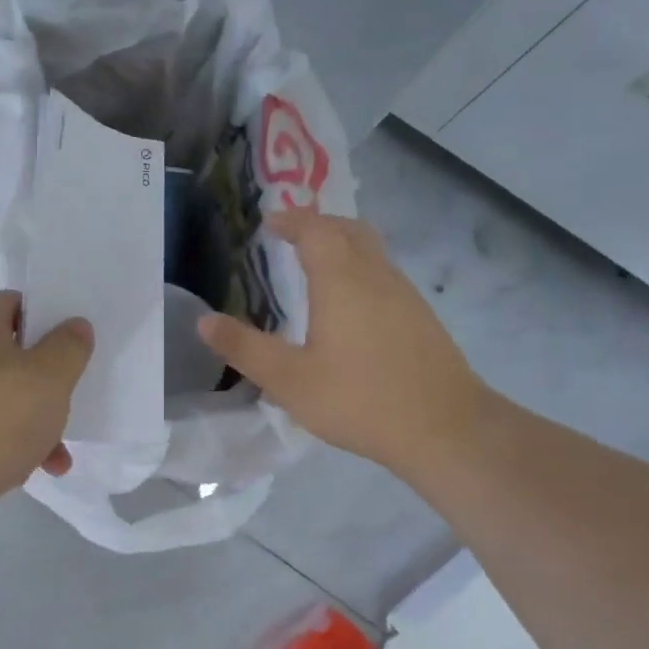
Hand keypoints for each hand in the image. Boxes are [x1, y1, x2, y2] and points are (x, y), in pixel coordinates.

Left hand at [0, 290, 93, 501]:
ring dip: (31, 423)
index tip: (72, 347)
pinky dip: (6, 445)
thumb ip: (69, 346)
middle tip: (67, 403)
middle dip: (43, 384)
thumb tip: (74, 326)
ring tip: (57, 457)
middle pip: (8, 356)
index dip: (46, 320)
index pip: (14, 303)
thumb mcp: (51, 376)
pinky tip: (28, 472)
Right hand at [198, 209, 488, 479]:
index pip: (316, 230)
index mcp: (341, 281)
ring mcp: (405, 295)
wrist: (445, 428)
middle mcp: (376, 276)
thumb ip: (244, 348)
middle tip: (291, 235)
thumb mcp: (289, 379)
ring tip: (314, 265)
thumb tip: (204, 321)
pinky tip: (348, 305)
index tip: (270, 223)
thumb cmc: (359, 399)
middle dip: (319, 224)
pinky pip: (384, 275)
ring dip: (342, 245)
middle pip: (349, 230)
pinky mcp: (420, 318)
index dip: (292, 220)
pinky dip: (359, 270)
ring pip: (371, 251)